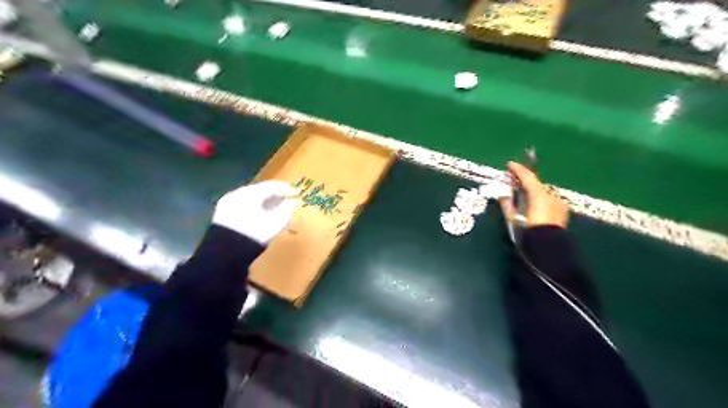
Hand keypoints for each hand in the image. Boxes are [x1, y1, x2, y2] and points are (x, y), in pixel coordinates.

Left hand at [214, 181, 298, 245]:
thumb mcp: (275, 222)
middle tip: (287, 200)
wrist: (225, 254)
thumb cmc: (254, 234)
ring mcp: (227, 204)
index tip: (296, 193)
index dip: (285, 189)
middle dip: (274, 196)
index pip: (271, 186)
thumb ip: (286, 210)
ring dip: (264, 203)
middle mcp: (237, 194)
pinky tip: (262, 216)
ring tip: (276, 209)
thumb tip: (293, 202)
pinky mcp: (222, 215)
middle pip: (260, 191)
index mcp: (250, 193)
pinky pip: (243, 207)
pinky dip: (255, 209)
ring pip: (251, 199)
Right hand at [499, 159, 570, 229]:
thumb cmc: (528, 233)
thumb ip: (507, 203)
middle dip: (524, 181)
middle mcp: (550, 196)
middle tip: (512, 180)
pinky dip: (539, 199)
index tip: (509, 165)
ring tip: (521, 194)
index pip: (527, 177)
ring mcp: (558, 203)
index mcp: (538, 195)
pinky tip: (532, 205)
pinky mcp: (561, 212)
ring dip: (532, 191)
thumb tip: (501, 193)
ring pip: (542, 192)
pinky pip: (547, 200)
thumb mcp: (513, 219)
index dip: (517, 169)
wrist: (549, 250)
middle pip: (535, 184)